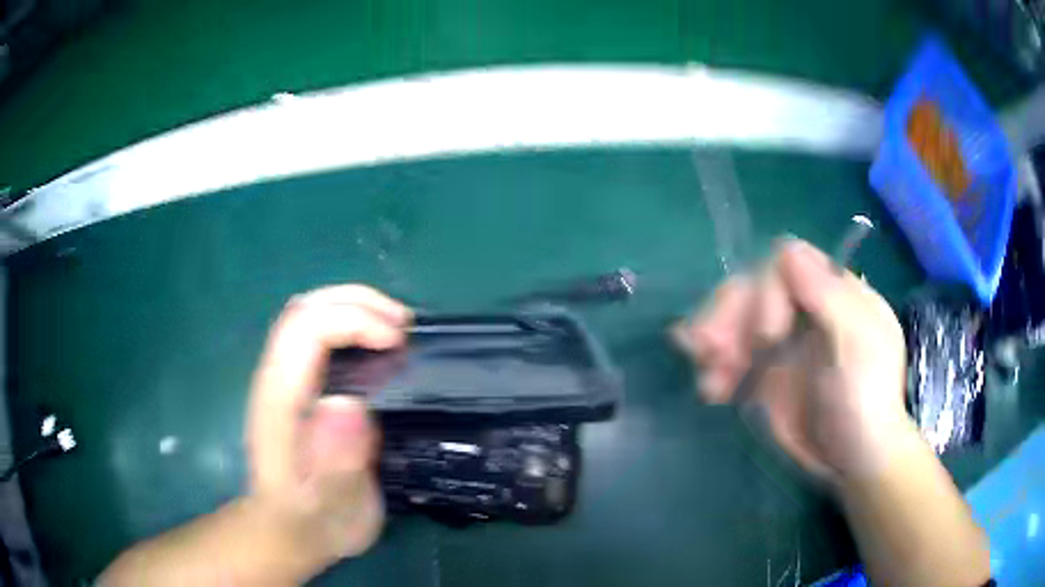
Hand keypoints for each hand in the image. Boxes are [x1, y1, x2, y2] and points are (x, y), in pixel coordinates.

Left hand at [245, 285, 410, 567]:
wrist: (287, 531)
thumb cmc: (312, 522)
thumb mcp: (332, 508)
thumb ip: (337, 464)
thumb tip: (351, 403)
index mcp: (279, 402)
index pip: (305, 330)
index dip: (353, 320)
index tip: (397, 342)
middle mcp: (275, 379)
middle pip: (304, 309)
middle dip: (357, 301)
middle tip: (405, 326)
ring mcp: (282, 379)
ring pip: (308, 313)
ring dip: (354, 306)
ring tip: (396, 328)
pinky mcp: (295, 385)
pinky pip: (316, 334)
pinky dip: (350, 322)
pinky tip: (376, 344)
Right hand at [673, 239, 908, 480]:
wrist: (854, 462)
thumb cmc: (866, 401)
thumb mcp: (859, 345)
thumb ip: (828, 296)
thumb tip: (786, 250)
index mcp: (833, 293)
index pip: (787, 264)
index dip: (767, 290)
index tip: (766, 335)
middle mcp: (805, 309)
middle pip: (753, 288)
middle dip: (728, 315)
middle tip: (709, 350)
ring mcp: (784, 342)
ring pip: (736, 319)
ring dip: (714, 341)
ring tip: (708, 379)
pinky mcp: (766, 374)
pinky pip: (732, 356)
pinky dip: (714, 366)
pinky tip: (710, 388)